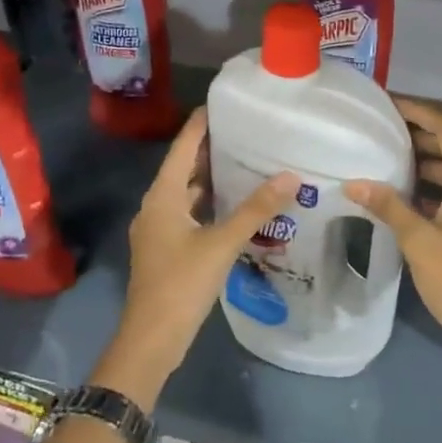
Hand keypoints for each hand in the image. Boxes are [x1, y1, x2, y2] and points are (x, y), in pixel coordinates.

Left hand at [99, 110, 297, 404]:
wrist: (152, 338)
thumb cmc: (182, 284)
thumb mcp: (222, 243)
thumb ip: (256, 210)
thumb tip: (289, 176)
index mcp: (162, 197)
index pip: (182, 148)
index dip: (199, 125)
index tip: (222, 104)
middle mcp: (156, 207)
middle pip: (183, 169)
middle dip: (209, 150)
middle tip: (244, 131)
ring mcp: (160, 230)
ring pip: (186, 194)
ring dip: (210, 178)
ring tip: (244, 162)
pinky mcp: (167, 249)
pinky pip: (189, 214)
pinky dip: (209, 204)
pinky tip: (234, 206)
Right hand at [345, 98, 441, 371]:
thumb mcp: (418, 241)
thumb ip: (388, 206)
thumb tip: (354, 183)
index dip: (420, 112)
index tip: (390, 106)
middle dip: (421, 136)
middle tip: (383, 132)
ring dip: (429, 162)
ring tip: (390, 161)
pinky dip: (438, 186)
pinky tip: (409, 197)